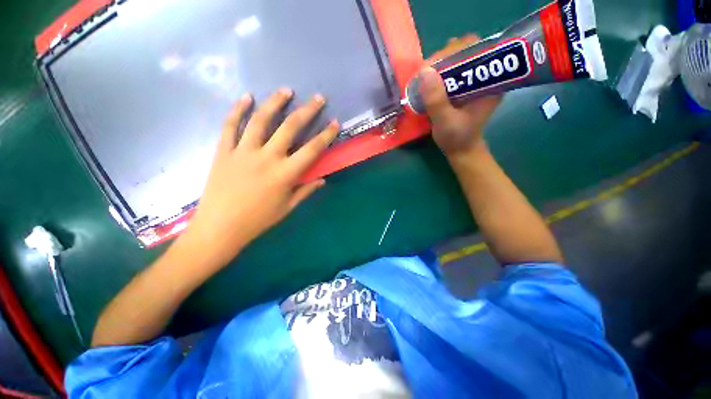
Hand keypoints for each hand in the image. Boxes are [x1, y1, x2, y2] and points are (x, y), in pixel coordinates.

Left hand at [179, 89, 338, 268]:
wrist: (220, 227)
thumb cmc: (258, 220)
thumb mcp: (287, 208)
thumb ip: (305, 191)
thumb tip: (322, 180)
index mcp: (285, 174)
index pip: (312, 149)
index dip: (326, 135)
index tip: (335, 123)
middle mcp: (267, 157)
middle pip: (290, 127)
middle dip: (307, 111)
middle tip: (317, 98)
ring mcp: (243, 151)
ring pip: (260, 120)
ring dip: (275, 102)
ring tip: (286, 90)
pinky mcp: (223, 151)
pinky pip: (230, 125)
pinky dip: (237, 109)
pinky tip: (247, 97)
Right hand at [420, 35, 501, 155]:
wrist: (460, 149)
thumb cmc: (456, 138)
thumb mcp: (445, 122)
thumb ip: (436, 100)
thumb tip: (425, 71)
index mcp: (491, 82)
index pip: (479, 49)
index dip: (457, 50)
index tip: (436, 63)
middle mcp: (486, 76)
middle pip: (469, 50)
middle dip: (446, 56)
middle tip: (427, 69)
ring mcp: (475, 80)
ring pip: (460, 59)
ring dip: (441, 63)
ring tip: (426, 74)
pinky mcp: (466, 86)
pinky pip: (454, 70)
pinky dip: (441, 71)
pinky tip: (430, 78)